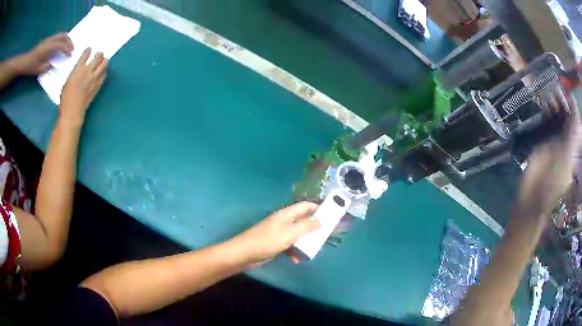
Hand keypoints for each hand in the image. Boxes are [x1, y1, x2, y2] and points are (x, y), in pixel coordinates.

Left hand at [9, 33, 72, 74]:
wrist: (26, 61)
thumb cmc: (31, 67)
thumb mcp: (40, 69)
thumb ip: (48, 65)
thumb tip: (54, 64)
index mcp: (49, 47)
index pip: (61, 45)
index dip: (67, 50)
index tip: (70, 55)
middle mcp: (50, 40)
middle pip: (63, 36)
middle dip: (69, 42)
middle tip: (72, 49)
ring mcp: (49, 39)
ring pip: (61, 35)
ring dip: (66, 39)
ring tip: (68, 46)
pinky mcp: (47, 40)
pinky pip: (57, 37)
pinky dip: (61, 40)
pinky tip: (60, 46)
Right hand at [60, 48, 107, 125]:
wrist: (73, 111)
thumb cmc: (66, 98)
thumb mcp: (67, 81)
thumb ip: (75, 72)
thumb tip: (79, 69)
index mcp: (78, 68)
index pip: (86, 54)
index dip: (88, 50)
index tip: (89, 49)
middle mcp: (88, 71)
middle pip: (98, 56)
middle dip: (99, 54)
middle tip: (99, 54)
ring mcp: (94, 78)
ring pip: (104, 64)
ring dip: (104, 61)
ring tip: (103, 60)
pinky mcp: (98, 86)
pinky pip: (104, 75)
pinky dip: (104, 71)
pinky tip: (103, 71)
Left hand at [235, 202, 320, 262]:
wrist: (245, 253)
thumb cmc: (267, 241)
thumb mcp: (289, 233)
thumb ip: (306, 226)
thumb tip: (321, 220)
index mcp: (287, 214)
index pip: (305, 206)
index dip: (318, 208)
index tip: (332, 214)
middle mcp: (284, 221)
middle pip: (303, 220)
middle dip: (315, 227)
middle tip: (327, 234)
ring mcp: (280, 232)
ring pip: (298, 234)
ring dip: (306, 241)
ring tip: (315, 248)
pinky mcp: (276, 243)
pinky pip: (290, 245)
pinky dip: (295, 251)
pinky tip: (297, 260)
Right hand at [515, 90, 581, 219]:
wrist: (535, 193)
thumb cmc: (555, 176)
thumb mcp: (568, 149)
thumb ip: (573, 125)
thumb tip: (573, 100)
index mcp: (574, 146)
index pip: (574, 122)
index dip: (571, 107)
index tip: (566, 93)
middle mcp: (566, 143)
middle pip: (566, 119)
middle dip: (562, 104)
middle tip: (556, 91)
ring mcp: (556, 143)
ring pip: (557, 119)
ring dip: (554, 107)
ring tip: (550, 96)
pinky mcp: (545, 143)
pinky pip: (548, 124)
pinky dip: (547, 114)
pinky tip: (545, 106)